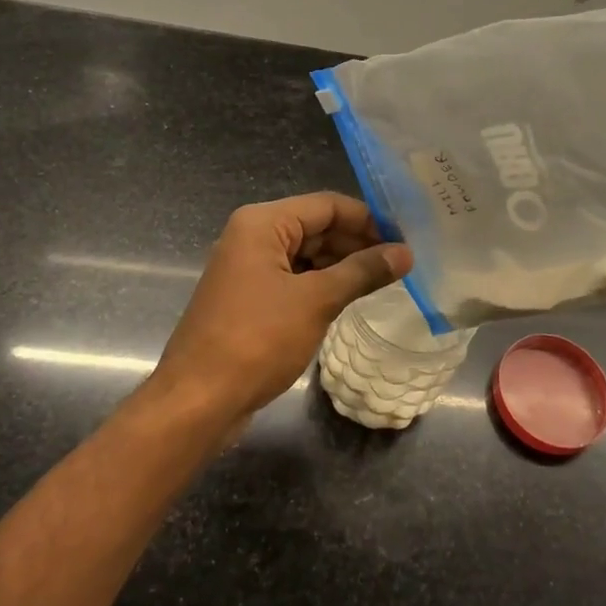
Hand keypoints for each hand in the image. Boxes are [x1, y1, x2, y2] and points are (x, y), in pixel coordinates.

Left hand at [155, 192, 412, 417]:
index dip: (368, 219)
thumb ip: (362, 272)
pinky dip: (323, 285)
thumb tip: (405, 253)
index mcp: (262, 224)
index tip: (406, 238)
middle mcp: (252, 237)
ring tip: (386, 280)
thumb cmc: (257, 339)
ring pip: (306, 255)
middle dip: (358, 243)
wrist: (198, 399)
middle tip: (402, 263)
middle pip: (316, 227)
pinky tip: (351, 298)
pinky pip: (294, 279)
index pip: (327, 206)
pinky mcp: (250, 299)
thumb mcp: (316, 301)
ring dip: (343, 265)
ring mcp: (248, 269)